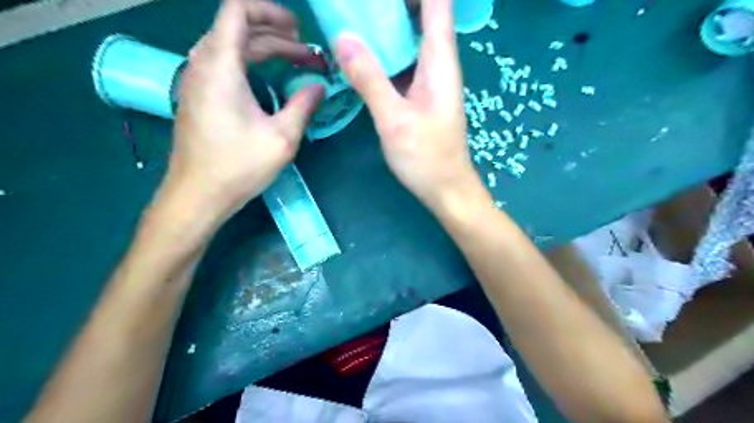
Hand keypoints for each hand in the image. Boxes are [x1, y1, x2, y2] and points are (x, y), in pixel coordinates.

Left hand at [166, 0, 324, 221]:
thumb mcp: (282, 138)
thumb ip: (303, 106)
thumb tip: (320, 86)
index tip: (298, 30)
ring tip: (296, 62)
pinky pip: (224, 64)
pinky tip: (271, 80)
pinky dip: (250, 63)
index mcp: (221, 66)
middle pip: (238, 29)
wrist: (197, 195)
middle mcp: (203, 64)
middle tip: (309, 55)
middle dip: (277, 36)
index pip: (237, 10)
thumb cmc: (238, 166)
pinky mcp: (198, 96)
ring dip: (264, 49)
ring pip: (231, 46)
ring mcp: (196, 80)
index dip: (269, 11)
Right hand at [332, 1, 485, 210]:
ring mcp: (429, 80)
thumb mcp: (394, 119)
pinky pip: (402, 63)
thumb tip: (343, 38)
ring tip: (355, 19)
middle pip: (422, 15)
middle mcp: (438, 64)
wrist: (445, 188)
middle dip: (392, 5)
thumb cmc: (426, 157)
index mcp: (440, 61)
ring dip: (386, 25)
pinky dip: (384, 53)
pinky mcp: (419, 95)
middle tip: (357, 7)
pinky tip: (362, 54)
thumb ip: (370, 79)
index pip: (436, 4)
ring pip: (410, 39)